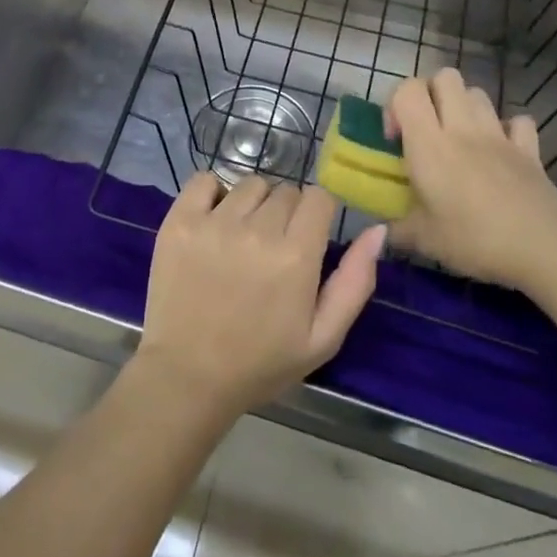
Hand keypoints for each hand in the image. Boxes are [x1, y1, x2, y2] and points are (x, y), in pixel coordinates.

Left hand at [135, 173, 385, 420]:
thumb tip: (377, 230)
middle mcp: (256, 230)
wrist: (187, 376)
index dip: (317, 215)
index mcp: (296, 256)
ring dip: (253, 205)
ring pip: (249, 184)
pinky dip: (212, 193)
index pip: (318, 197)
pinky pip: (204, 180)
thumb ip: (355, 282)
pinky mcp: (179, 221)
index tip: (307, 238)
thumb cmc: (261, 363)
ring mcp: (213, 222)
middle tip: (273, 249)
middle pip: (285, 190)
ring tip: (242, 239)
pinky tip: (213, 222)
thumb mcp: (323, 337)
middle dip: (286, 214)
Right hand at [385, 69, 556, 292]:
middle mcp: (462, 128)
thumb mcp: (424, 240)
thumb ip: (397, 229)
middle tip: (426, 129)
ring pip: (478, 93)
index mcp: (429, 143)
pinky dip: (507, 129)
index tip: (395, 139)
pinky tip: (501, 151)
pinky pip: (518, 121)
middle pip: (445, 77)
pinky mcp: (530, 150)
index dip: (395, 104)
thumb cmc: (474, 239)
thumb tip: (381, 232)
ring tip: (460, 139)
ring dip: (464, 107)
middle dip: (431, 94)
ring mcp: (499, 135)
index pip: (407, 90)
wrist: (544, 248)